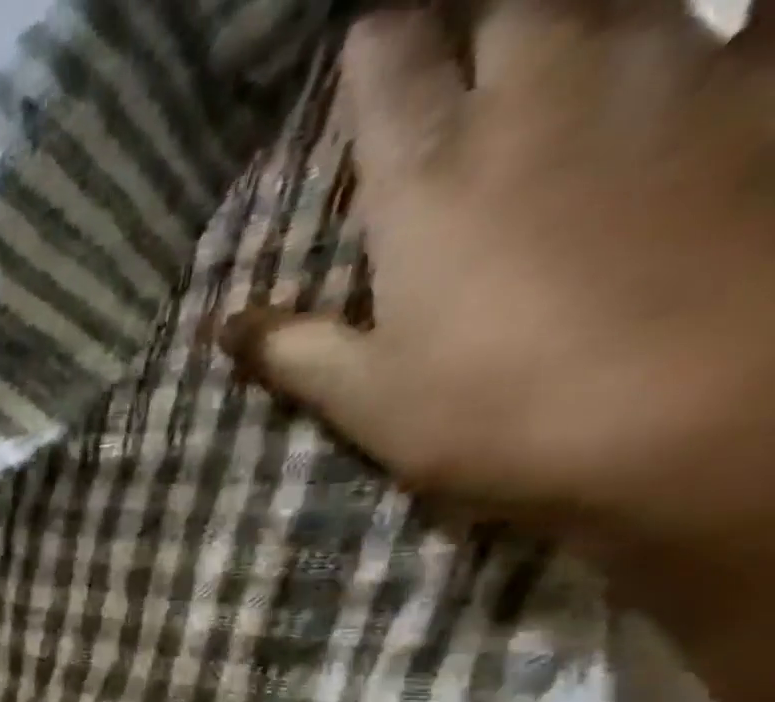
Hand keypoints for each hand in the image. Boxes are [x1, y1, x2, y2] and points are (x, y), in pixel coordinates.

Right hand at [218, 0, 774, 607]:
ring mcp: (669, 73)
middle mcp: (540, 94)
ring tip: (540, 40)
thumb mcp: (367, 401)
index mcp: (428, 176)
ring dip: (563, 11)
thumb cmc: (501, 413)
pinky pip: (754, 7)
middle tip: (447, 32)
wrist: (712, 416)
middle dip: (462, 7)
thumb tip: (223, 327)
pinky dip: (725, 14)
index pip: (387, 60)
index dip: (371, 42)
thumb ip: (293, 352)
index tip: (361, 44)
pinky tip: (707, 34)